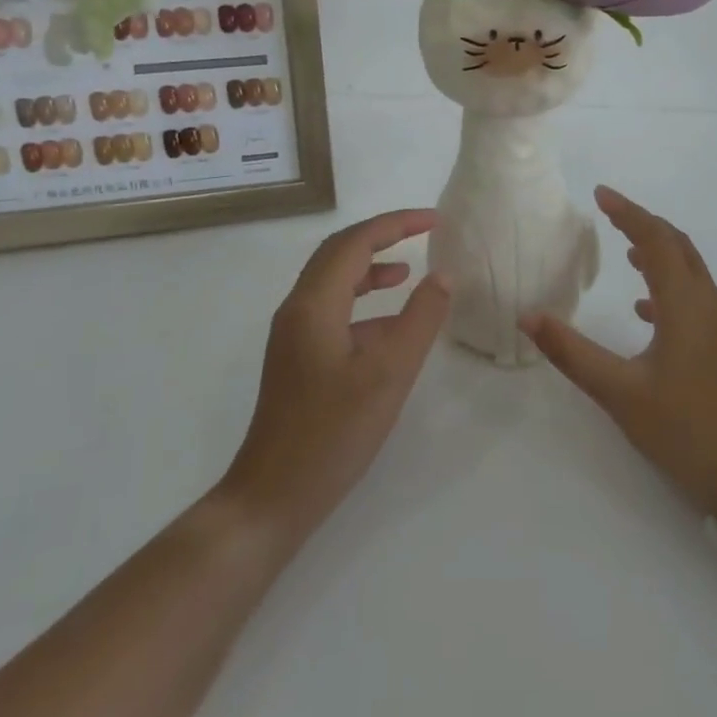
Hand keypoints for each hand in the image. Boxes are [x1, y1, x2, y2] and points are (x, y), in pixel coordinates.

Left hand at [219, 210, 452, 539]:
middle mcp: (297, 309)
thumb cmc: (333, 433)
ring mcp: (293, 336)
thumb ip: (420, 320)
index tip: (435, 220)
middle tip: (422, 233)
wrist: (273, 496)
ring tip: (408, 272)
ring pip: (333, 282)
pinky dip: (363, 303)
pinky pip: (332, 311)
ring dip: (370, 269)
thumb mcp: (389, 374)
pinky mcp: (297, 359)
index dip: (396, 224)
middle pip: (338, 253)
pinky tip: (390, 327)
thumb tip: (443, 276)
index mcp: (314, 304)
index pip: (356, 242)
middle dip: (382, 237)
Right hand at [522, 186, 716, 524]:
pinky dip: (668, 288)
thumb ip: (572, 353)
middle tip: (611, 214)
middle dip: (645, 225)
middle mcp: (708, 305)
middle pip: (678, 247)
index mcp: (685, 304)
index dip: (628, 212)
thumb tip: (529, 316)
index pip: (655, 240)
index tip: (600, 195)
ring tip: (627, 254)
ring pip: (690, 272)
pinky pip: (694, 299)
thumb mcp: (620, 393)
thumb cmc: (688, 429)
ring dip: (659, 254)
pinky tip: (646, 311)